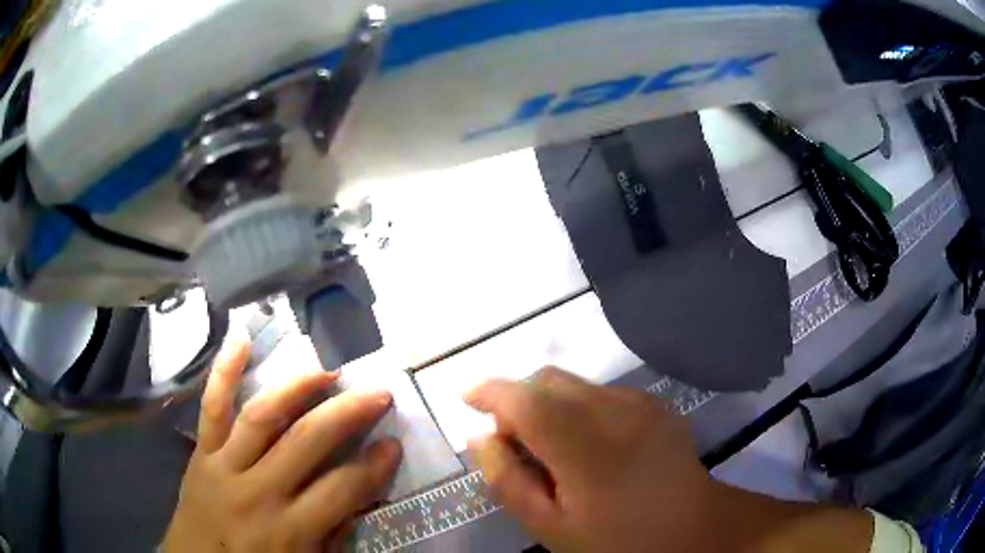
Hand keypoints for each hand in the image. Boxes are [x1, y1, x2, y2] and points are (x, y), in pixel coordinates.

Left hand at [162, 338, 401, 552]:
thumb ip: (332, 537)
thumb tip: (358, 500)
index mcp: (289, 529)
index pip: (342, 489)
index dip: (374, 466)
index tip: (394, 444)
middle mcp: (258, 491)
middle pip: (306, 441)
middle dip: (347, 413)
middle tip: (377, 392)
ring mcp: (224, 466)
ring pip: (262, 416)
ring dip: (296, 388)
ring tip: (326, 370)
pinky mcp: (201, 454)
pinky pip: (211, 408)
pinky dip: (223, 373)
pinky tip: (239, 341)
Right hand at [465, 368, 872, 552]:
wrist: (696, 528)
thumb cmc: (619, 540)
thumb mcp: (552, 527)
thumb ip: (509, 481)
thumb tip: (482, 438)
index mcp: (585, 448)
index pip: (524, 399)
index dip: (489, 392)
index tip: (466, 399)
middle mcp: (614, 411)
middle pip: (548, 380)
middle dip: (517, 400)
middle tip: (513, 444)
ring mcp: (639, 403)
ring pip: (573, 384)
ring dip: (547, 403)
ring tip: (551, 449)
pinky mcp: (654, 403)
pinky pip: (600, 392)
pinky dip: (576, 407)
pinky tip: (587, 444)